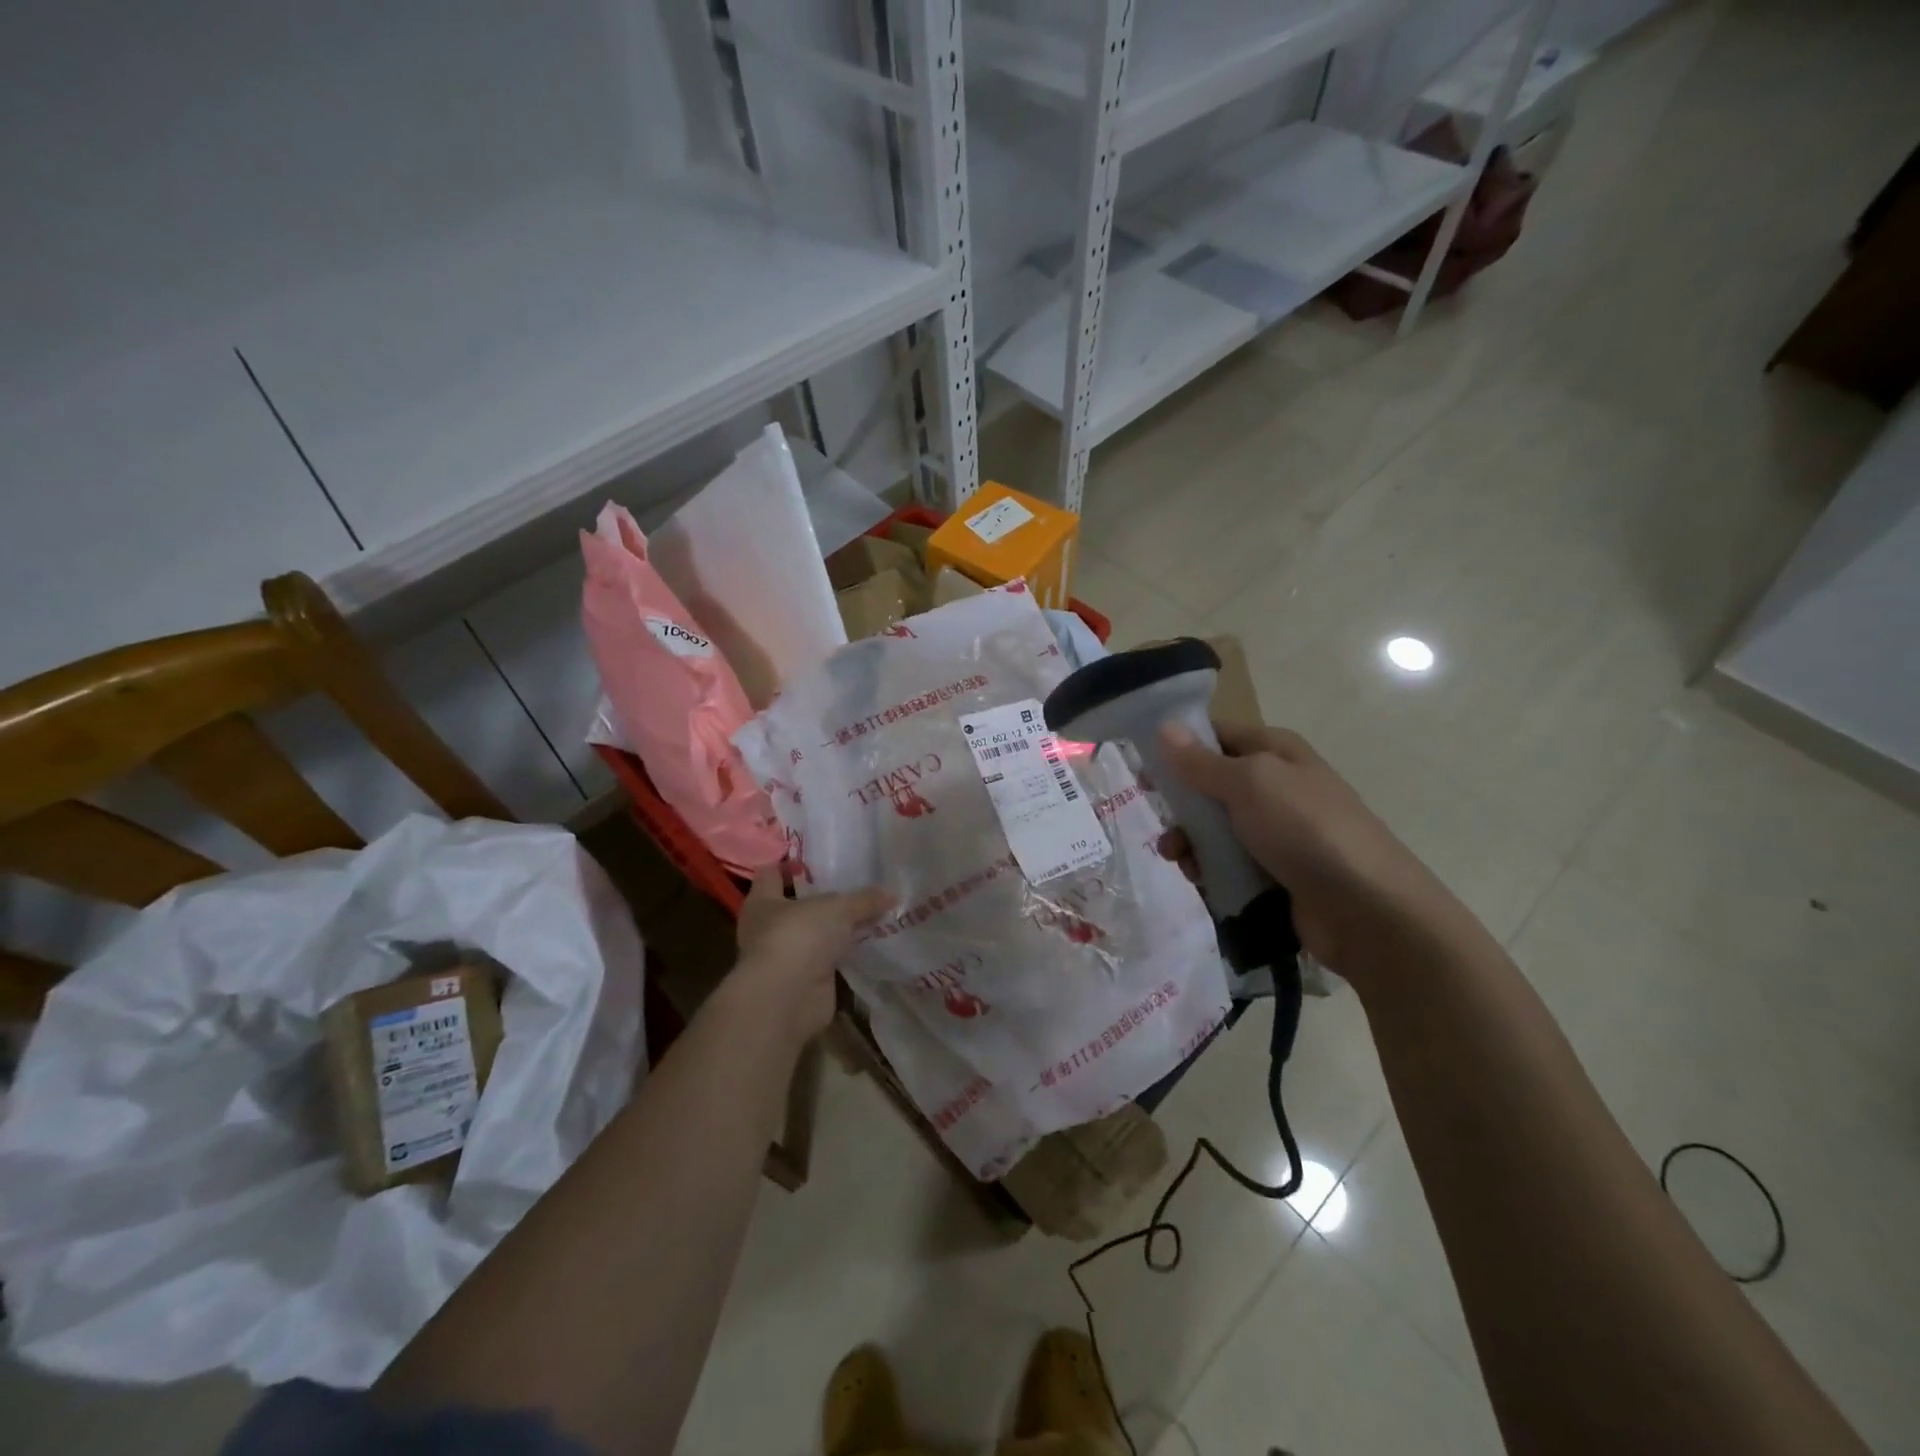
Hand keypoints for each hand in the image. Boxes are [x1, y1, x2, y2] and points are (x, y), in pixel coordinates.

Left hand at [727, 867, 893, 1043]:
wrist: (788, 997)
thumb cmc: (800, 935)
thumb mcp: (838, 908)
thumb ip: (864, 900)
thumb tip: (891, 894)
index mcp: (763, 901)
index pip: (771, 873)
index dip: (792, 865)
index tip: (819, 859)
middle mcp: (769, 927)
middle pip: (797, 905)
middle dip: (823, 897)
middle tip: (856, 884)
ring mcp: (786, 956)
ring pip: (815, 934)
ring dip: (837, 929)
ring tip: (871, 912)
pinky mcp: (804, 980)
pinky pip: (829, 959)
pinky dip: (846, 954)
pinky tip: (871, 943)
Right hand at [1156, 720, 1454, 970]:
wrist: (1367, 910)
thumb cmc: (1306, 830)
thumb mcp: (1250, 784)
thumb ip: (1202, 762)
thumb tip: (1164, 727)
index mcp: (1275, 752)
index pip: (1216, 735)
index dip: (1178, 747)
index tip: (1142, 767)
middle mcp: (1276, 786)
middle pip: (1210, 785)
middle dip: (1181, 805)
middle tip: (1162, 823)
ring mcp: (1277, 832)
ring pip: (1214, 828)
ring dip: (1190, 842)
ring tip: (1179, 861)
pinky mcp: (1274, 872)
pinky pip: (1228, 862)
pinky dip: (1209, 869)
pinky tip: (1200, 881)